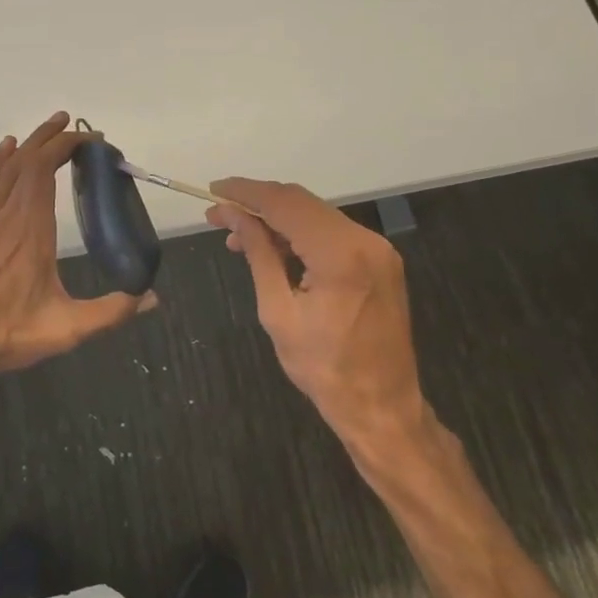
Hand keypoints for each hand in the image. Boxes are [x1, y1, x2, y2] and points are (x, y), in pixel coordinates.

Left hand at [0, 111, 156, 379]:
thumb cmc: (6, 335)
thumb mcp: (66, 329)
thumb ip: (112, 312)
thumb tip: (152, 297)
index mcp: (30, 230)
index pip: (45, 170)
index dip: (66, 147)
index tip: (91, 140)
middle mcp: (6, 216)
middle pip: (26, 162)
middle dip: (51, 138)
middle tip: (74, 124)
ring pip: (4, 169)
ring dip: (27, 145)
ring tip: (48, 128)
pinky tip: (5, 152)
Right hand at [207, 178, 426, 449]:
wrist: (383, 407)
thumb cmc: (324, 368)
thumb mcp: (278, 312)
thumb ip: (258, 254)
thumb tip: (232, 215)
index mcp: (340, 254)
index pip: (285, 204)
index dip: (246, 193)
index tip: (214, 190)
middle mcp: (365, 240)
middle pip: (302, 203)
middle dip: (258, 204)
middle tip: (219, 216)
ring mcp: (378, 249)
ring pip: (317, 216)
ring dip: (277, 220)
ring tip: (238, 236)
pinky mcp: (381, 260)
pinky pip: (332, 234)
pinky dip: (300, 234)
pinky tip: (274, 248)